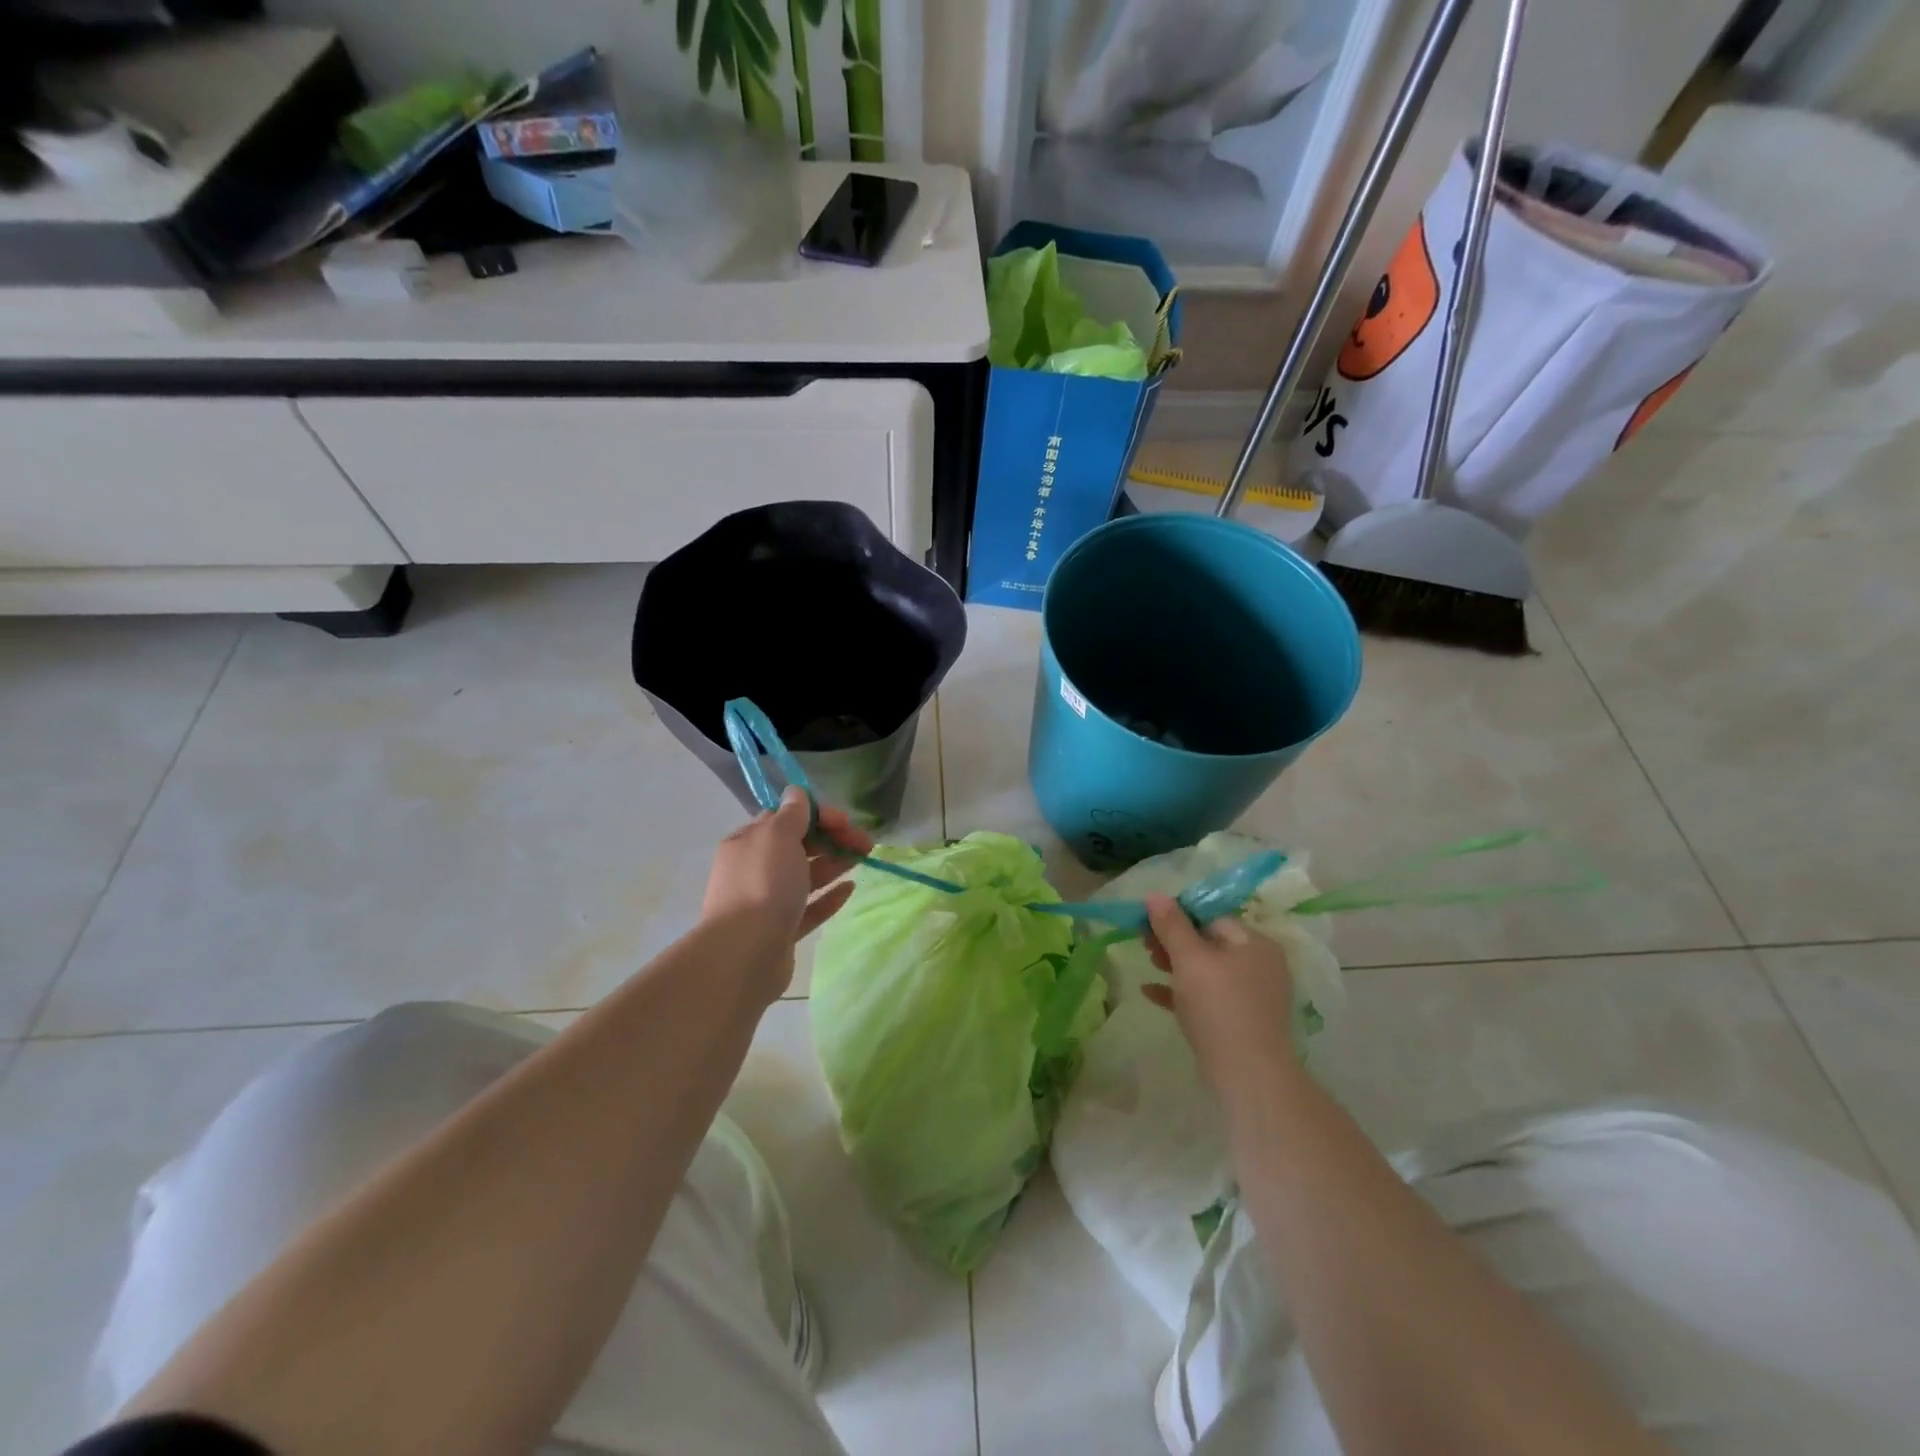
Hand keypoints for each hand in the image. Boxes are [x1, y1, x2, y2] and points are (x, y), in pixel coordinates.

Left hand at [702, 787, 872, 949]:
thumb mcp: (778, 836)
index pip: (784, 818)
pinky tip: (850, 888)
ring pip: (806, 875)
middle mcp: (754, 869)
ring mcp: (767, 902)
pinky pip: (809, 908)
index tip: (844, 821)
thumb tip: (796, 793)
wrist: (745, 953)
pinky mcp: (781, 931)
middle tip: (864, 841)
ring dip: (834, 862)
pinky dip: (829, 896)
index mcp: (747, 842)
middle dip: (832, 838)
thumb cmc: (763, 884)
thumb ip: (792, 814)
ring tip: (863, 858)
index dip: (817, 815)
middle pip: (798, 846)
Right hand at [1142, 893, 1297, 1099]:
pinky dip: (1181, 992)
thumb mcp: (1189, 959)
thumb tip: (1155, 895)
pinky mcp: (1241, 1022)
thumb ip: (1171, 925)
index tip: (1146, 922)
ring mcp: (1252, 996)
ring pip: (1206, 970)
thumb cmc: (1219, 1006)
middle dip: (1173, 941)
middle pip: (1208, 942)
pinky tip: (1150, 992)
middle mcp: (1259, 965)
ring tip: (1146, 962)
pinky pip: (1207, 997)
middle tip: (1142, 942)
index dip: (1177, 916)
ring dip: (1174, 964)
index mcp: (1254, 943)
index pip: (1211, 917)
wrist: (1248, 1076)